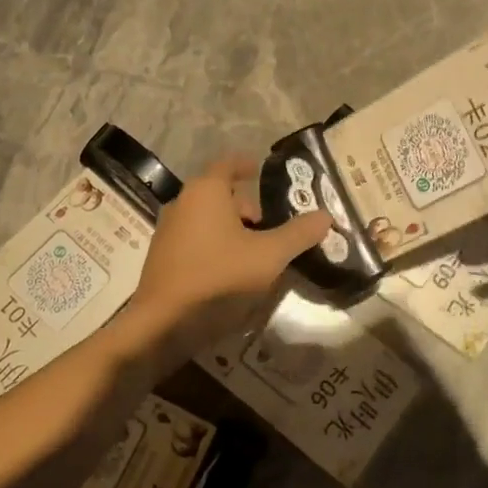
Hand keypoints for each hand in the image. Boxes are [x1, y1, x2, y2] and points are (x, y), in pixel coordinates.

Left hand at [125, 155, 332, 357]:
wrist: (164, 324)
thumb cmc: (220, 278)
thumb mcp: (269, 256)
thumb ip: (299, 234)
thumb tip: (325, 215)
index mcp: (206, 191)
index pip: (229, 164)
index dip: (247, 165)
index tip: (262, 170)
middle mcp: (182, 202)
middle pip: (219, 193)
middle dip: (246, 205)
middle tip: (269, 226)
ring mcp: (168, 230)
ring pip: (207, 218)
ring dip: (231, 228)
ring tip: (255, 252)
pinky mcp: (162, 257)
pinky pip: (195, 239)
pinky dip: (215, 244)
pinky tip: (230, 271)